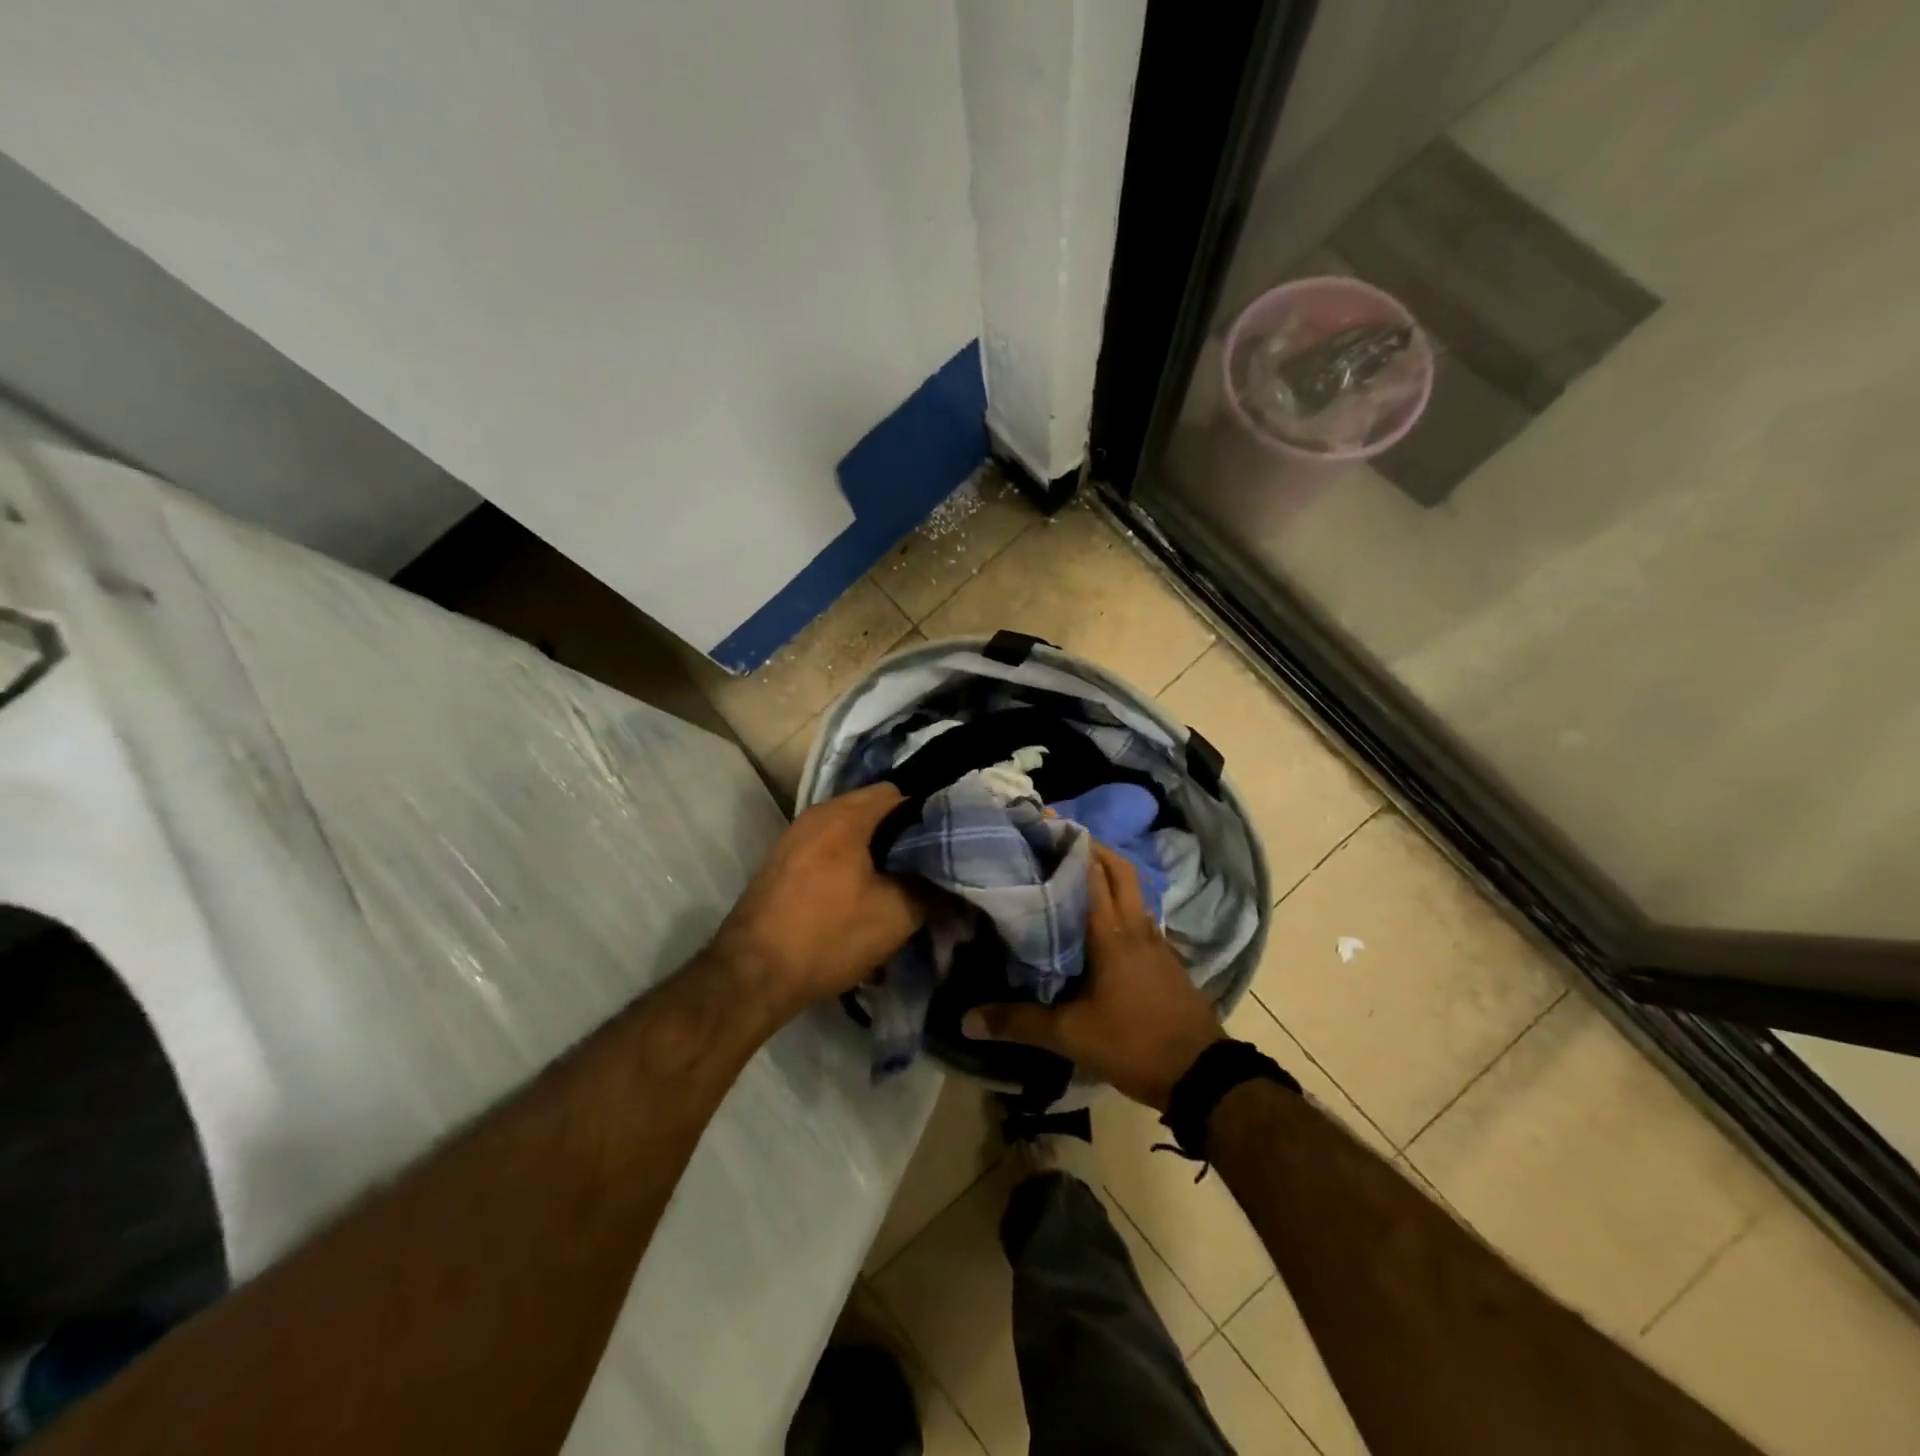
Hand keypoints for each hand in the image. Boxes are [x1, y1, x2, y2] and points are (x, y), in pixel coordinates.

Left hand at [713, 784, 924, 1018]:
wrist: (752, 976)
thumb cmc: (828, 935)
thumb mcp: (896, 915)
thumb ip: (931, 890)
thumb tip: (951, 882)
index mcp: (844, 816)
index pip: (898, 792)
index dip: (926, 815)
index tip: (945, 843)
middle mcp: (816, 816)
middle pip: (872, 812)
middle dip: (901, 838)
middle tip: (926, 867)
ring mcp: (793, 839)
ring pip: (849, 834)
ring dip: (874, 855)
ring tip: (897, 886)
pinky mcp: (781, 865)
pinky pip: (827, 852)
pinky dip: (849, 867)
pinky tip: (860, 900)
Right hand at [962, 842, 1225, 1109]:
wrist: (1201, 1073)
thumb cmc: (1133, 1042)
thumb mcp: (1071, 1035)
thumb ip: (1018, 1023)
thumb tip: (965, 1020)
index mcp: (1111, 932)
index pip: (1091, 872)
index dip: (1069, 844)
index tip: (1043, 824)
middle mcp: (1135, 925)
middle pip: (1118, 869)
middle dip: (1091, 848)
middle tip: (1056, 841)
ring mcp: (1156, 941)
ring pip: (1131, 891)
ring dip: (1107, 873)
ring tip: (1070, 874)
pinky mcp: (1165, 959)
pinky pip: (1137, 915)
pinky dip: (1118, 903)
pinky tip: (1097, 921)